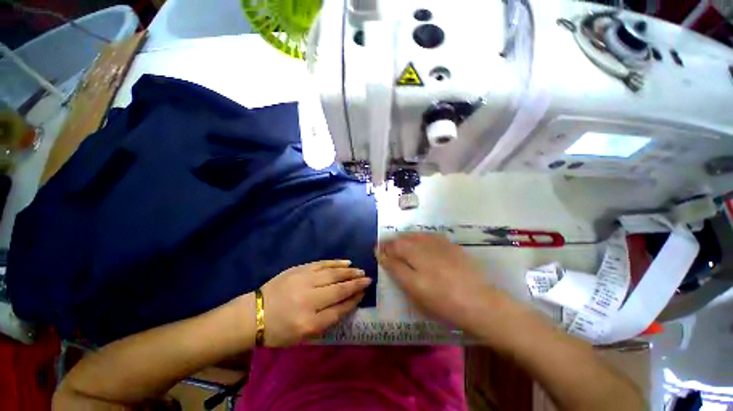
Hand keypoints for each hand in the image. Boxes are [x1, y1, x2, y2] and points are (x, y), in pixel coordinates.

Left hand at [260, 260, 370, 346]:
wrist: (255, 313)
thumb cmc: (280, 330)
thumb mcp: (304, 335)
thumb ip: (327, 320)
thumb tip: (347, 303)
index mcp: (309, 321)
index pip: (339, 309)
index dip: (354, 300)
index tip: (363, 293)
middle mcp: (309, 299)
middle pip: (338, 289)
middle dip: (356, 283)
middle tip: (368, 278)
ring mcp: (304, 280)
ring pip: (333, 274)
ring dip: (349, 272)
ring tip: (360, 271)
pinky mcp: (299, 269)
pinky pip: (322, 264)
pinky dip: (335, 263)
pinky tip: (345, 262)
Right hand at [377, 233, 494, 330]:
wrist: (479, 303)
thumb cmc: (441, 301)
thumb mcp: (413, 289)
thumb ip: (396, 268)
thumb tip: (382, 254)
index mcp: (413, 255)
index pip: (392, 247)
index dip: (383, 248)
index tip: (377, 250)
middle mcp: (424, 244)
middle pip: (403, 239)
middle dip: (392, 242)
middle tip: (387, 248)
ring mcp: (439, 243)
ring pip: (415, 235)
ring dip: (405, 238)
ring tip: (400, 244)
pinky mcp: (450, 246)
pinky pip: (429, 236)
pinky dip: (420, 237)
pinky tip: (420, 242)